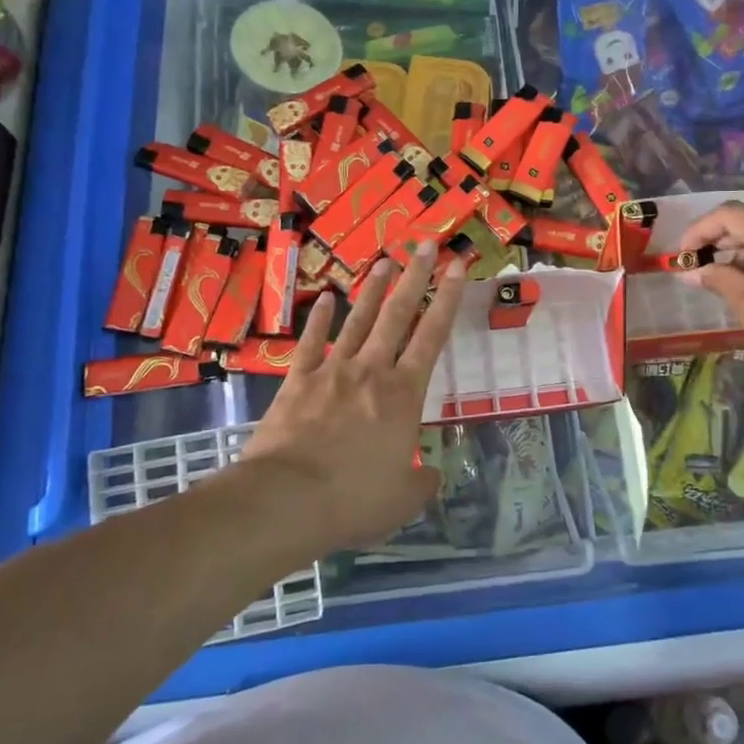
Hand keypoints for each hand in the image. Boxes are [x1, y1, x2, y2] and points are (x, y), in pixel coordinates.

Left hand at [243, 243, 466, 551]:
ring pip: (358, 320)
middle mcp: (371, 371)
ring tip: (385, 259)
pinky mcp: (297, 381)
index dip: (447, 298)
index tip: (458, 266)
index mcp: (404, 395)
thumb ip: (422, 482)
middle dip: (415, 276)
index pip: (433, 336)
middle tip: (426, 243)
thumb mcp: (403, 500)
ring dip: (372, 289)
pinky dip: (320, 319)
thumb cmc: (353, 499)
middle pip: (397, 314)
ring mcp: (332, 371)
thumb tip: (431, 475)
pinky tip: (327, 298)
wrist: (285, 499)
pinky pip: (311, 343)